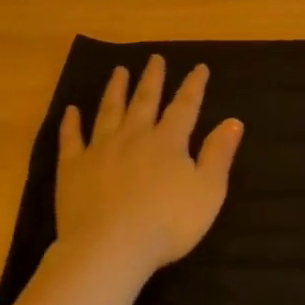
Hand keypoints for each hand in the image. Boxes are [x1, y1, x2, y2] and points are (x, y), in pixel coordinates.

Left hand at [55, 56, 243, 276]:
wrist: (110, 247)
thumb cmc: (167, 223)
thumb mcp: (208, 191)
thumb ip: (219, 154)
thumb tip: (233, 121)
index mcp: (168, 142)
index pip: (185, 106)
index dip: (194, 86)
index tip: (199, 67)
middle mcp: (134, 136)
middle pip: (145, 100)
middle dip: (152, 78)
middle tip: (155, 58)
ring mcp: (101, 149)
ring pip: (109, 111)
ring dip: (116, 89)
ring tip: (118, 71)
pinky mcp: (73, 167)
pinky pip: (71, 139)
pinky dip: (71, 123)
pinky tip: (71, 110)